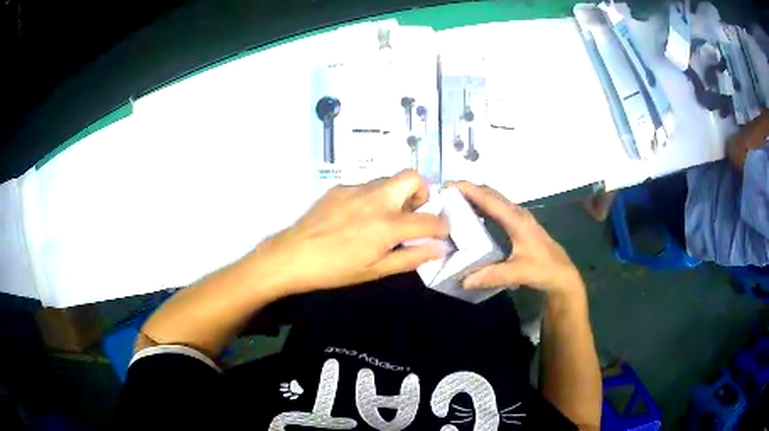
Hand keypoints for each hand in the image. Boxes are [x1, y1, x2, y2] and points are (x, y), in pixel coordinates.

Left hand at [255, 170, 448, 294]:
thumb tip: (438, 249)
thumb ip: (410, 257)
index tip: (441, 231)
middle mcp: (376, 199)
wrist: (292, 255)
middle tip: (412, 212)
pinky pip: (366, 186)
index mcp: (388, 225)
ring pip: (388, 180)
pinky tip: (356, 216)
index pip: (429, 219)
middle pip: (412, 177)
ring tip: (382, 217)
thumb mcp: (375, 271)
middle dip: (422, 192)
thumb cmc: (335, 269)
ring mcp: (356, 189)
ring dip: (396, 195)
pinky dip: (372, 197)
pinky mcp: (340, 187)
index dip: (442, 225)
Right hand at [447, 181, 582, 294]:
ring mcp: (518, 216)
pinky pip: (496, 208)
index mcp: (516, 220)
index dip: (469, 189)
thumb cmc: (543, 269)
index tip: (448, 185)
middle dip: (468, 189)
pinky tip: (471, 217)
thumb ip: (492, 275)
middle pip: (490, 194)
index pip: (489, 199)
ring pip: (493, 199)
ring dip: (475, 197)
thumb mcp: (518, 273)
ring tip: (453, 202)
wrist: (561, 272)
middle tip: (444, 194)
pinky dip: (482, 206)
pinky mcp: (518, 223)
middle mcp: (517, 213)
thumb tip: (464, 280)